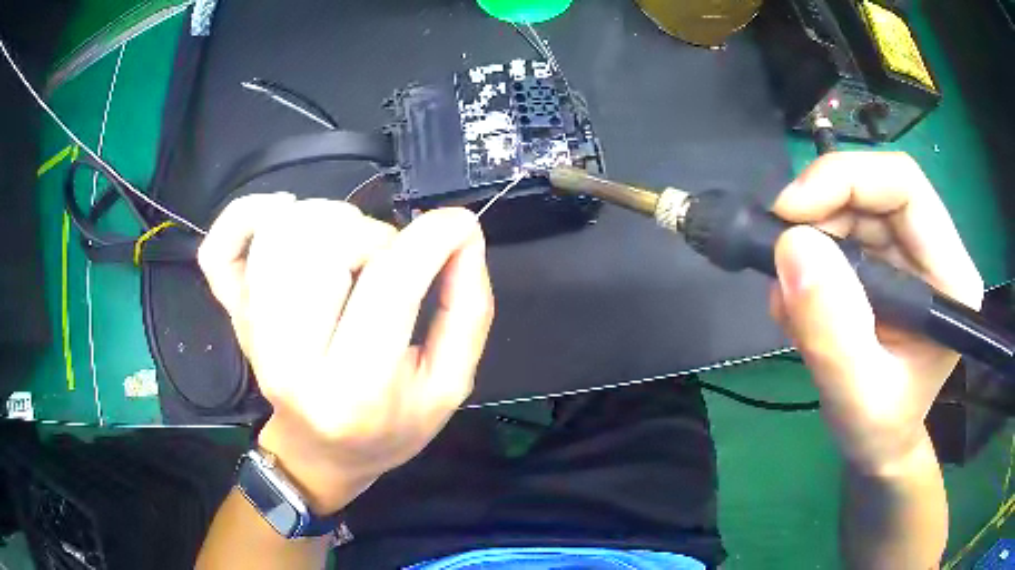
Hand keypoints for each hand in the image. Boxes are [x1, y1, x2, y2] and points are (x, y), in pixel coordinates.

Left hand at [198, 195, 493, 512]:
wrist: (320, 454)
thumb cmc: (387, 427)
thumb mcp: (449, 385)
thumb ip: (467, 309)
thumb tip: (463, 235)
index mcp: (353, 387)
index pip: (389, 282)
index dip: (433, 238)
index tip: (458, 227)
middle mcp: (289, 356)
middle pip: (320, 242)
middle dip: (373, 235)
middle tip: (388, 264)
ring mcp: (250, 331)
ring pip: (278, 231)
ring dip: (327, 221)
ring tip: (347, 253)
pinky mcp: (232, 312)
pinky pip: (220, 246)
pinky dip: (247, 213)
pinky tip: (280, 214)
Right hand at [769, 152, 982, 475]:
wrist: (877, 444)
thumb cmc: (878, 431)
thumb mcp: (856, 398)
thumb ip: (833, 332)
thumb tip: (793, 247)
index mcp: (950, 278)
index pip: (905, 186)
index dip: (846, 180)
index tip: (790, 213)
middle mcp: (934, 252)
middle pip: (874, 190)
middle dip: (819, 213)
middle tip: (779, 254)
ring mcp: (909, 255)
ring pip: (852, 208)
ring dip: (810, 241)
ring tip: (789, 300)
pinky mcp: (886, 263)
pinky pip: (840, 233)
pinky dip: (809, 258)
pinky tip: (799, 302)